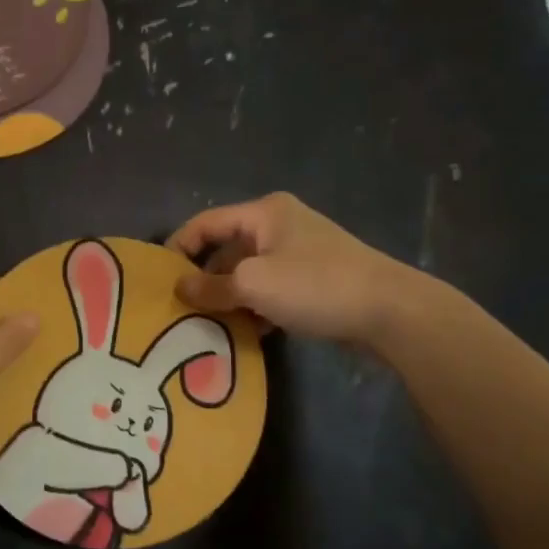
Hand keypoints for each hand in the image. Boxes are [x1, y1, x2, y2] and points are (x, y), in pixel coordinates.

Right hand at [167, 191, 445, 348]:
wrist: (390, 311)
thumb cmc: (315, 285)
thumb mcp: (254, 284)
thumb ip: (212, 287)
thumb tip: (180, 287)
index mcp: (264, 213)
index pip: (206, 223)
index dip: (178, 247)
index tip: (158, 279)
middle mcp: (280, 226)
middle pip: (226, 249)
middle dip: (204, 278)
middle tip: (180, 309)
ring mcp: (299, 254)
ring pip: (248, 274)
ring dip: (229, 298)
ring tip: (205, 326)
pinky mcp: (314, 281)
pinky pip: (270, 291)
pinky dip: (254, 308)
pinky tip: (243, 334)